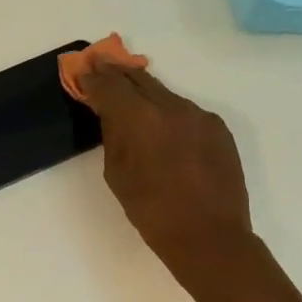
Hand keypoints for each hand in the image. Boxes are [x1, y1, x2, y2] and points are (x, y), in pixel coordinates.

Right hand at [73, 64, 252, 278]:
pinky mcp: (218, 128)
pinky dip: (169, 114)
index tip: (83, 72)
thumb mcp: (118, 175)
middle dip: (117, 73)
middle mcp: (172, 107)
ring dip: (145, 94)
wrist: (209, 236)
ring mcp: (199, 115)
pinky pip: (186, 112)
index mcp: (141, 119)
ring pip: (165, 94)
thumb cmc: (152, 213)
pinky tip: (164, 129)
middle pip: (139, 79)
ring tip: (131, 98)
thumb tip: (112, 114)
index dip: (93, 78)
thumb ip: (113, 136)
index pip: (110, 86)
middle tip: (101, 65)